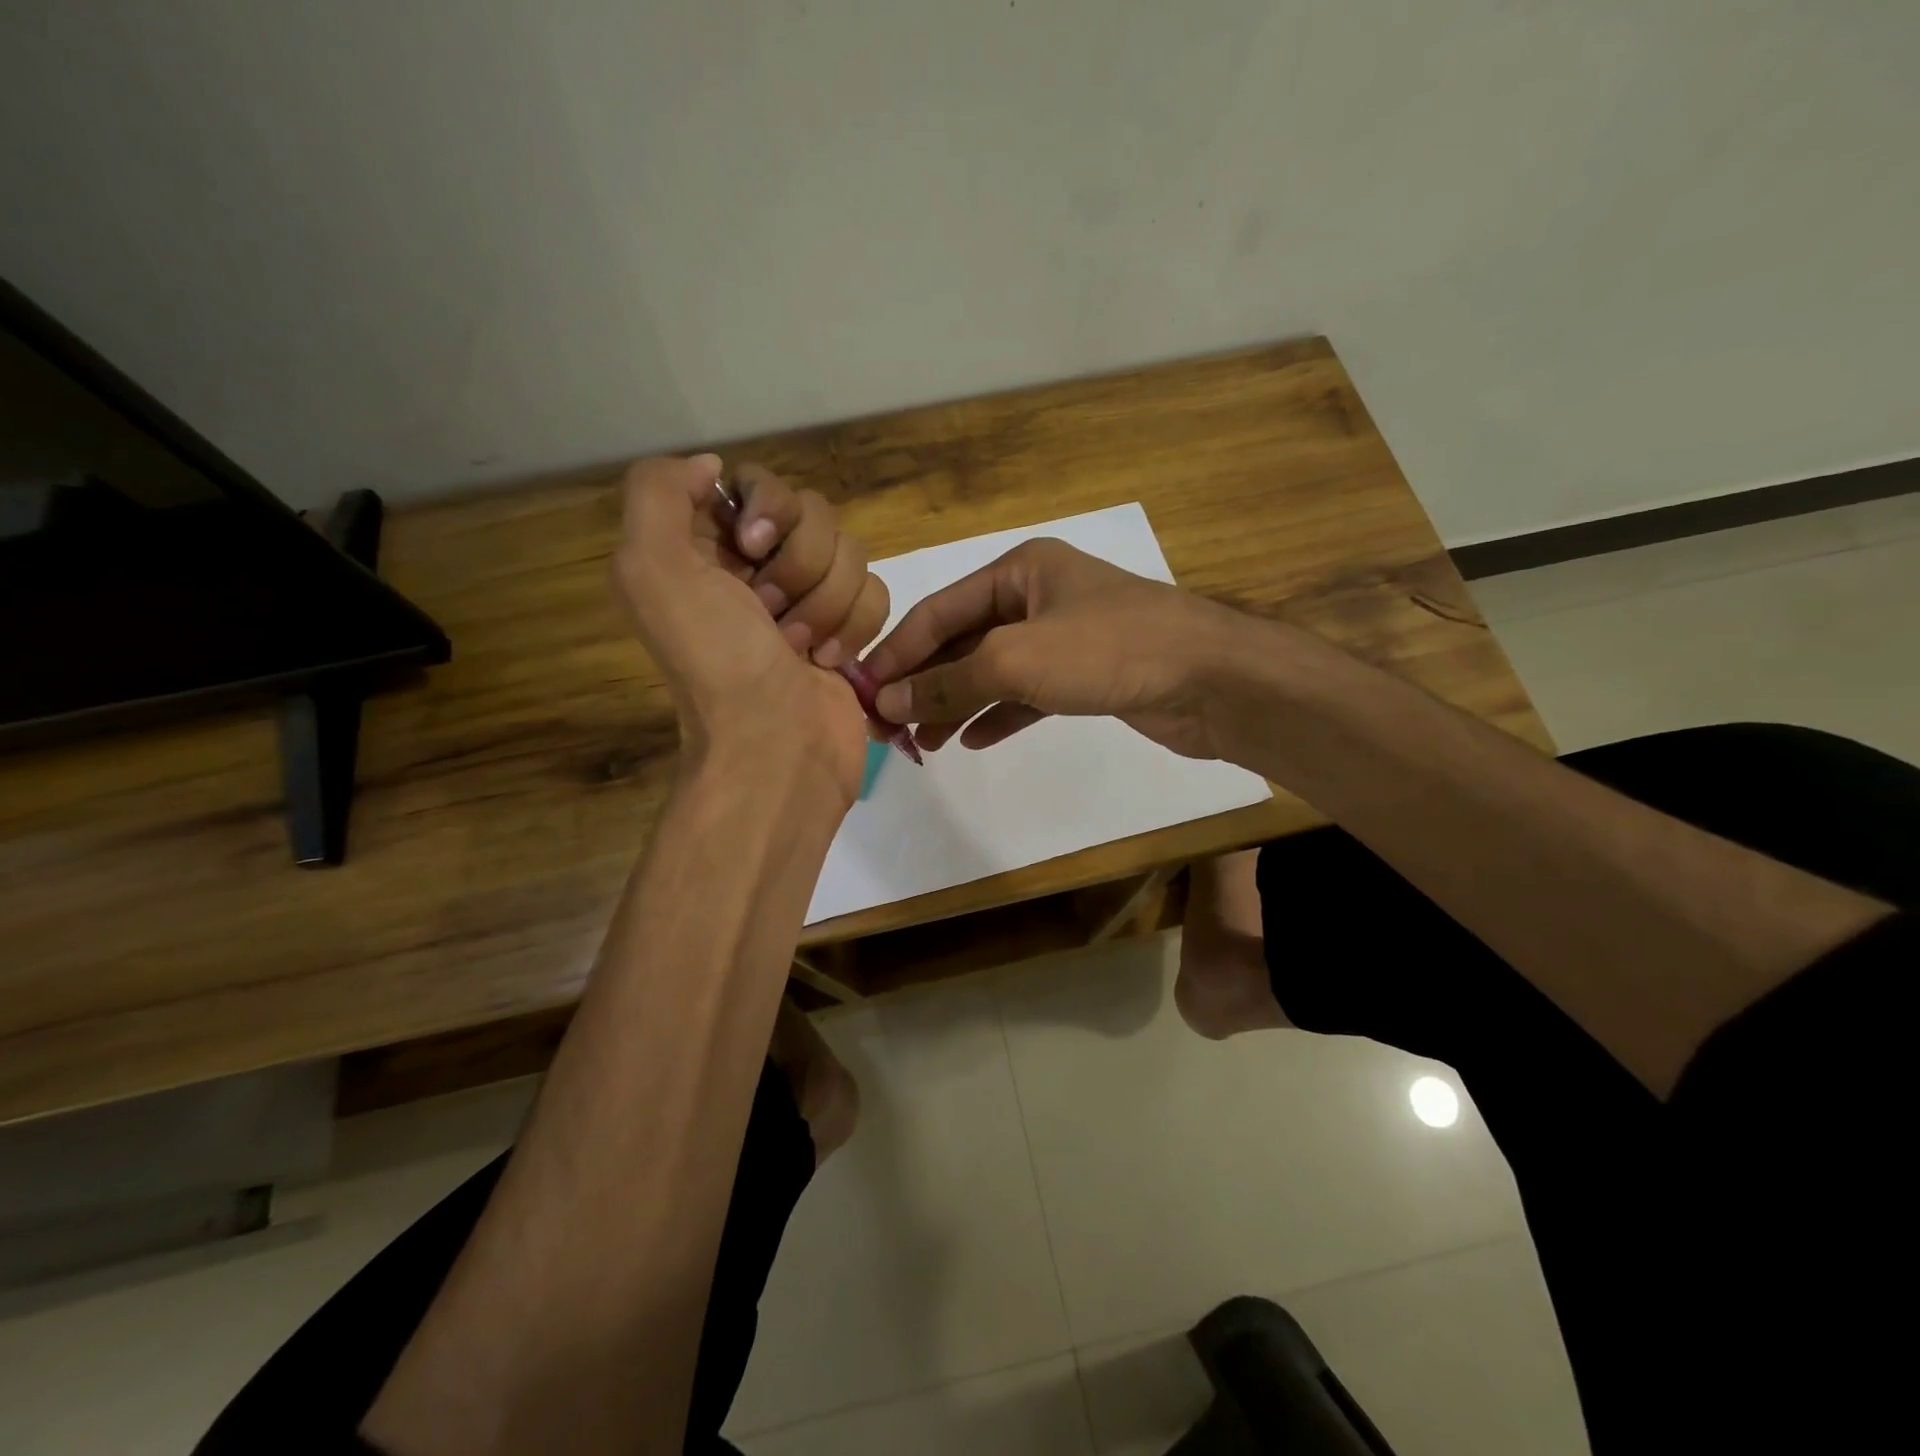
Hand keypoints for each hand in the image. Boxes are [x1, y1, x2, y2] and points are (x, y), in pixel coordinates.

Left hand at [612, 454, 889, 802]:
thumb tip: (712, 468)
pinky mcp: (850, 630)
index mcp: (706, 548)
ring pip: (851, 554)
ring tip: (802, 649)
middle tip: (771, 615)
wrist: (777, 746)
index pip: (758, 483)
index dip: (768, 507)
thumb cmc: (718, 661)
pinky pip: (875, 592)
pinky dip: (856, 627)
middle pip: (815, 515)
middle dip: (800, 567)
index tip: (752, 548)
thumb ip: (659, 491)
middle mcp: (757, 568)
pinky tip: (830, 662)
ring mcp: (809, 600)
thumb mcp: (651, 568)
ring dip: (828, 604)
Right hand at [864, 538, 1238, 759]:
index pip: (940, 610)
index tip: (864, 691)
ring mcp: (1064, 638)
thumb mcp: (1017, 659)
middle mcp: (1039, 597)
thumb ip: (948, 681)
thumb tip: (887, 702)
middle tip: (889, 726)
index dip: (898, 651)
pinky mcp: (1085, 677)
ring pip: (994, 671)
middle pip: (964, 641)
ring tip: (923, 744)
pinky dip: (998, 715)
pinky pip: (1027, 695)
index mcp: (1020, 570)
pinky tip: (972, 741)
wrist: (1212, 680)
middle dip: (926, 683)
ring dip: (956, 704)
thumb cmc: (1110, 650)